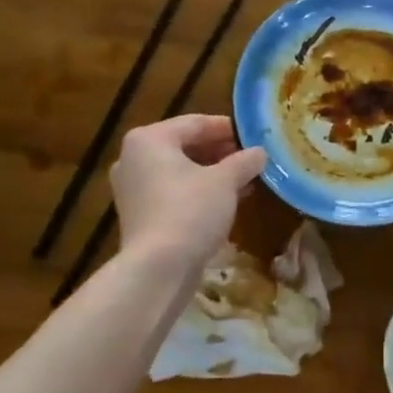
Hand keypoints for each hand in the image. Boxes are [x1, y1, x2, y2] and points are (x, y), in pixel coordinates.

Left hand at [111, 114, 265, 267]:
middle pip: (184, 146)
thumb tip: (260, 152)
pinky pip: (172, 192)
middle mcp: (133, 158)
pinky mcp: (138, 215)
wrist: (158, 269)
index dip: (228, 128)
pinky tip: (225, 200)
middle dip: (220, 152)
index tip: (254, 135)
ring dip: (211, 173)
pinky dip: (197, 192)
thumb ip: (244, 161)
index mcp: (149, 139)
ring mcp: (132, 188)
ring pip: (179, 171)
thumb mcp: (225, 181)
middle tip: (250, 158)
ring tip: (244, 179)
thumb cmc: (190, 211)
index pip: (195, 123)